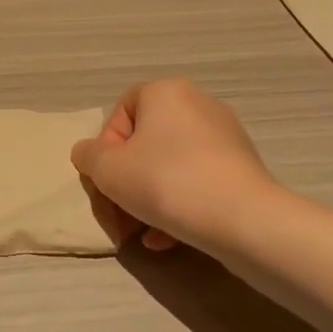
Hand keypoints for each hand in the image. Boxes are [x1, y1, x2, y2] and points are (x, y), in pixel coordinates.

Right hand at [71, 79, 278, 256]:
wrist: (243, 219)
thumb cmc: (166, 182)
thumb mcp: (108, 171)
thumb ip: (89, 157)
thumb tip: (88, 153)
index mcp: (166, 92)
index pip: (122, 109)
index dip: (107, 146)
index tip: (108, 178)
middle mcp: (198, 104)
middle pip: (148, 141)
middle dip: (129, 180)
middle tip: (120, 213)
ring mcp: (226, 136)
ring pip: (173, 165)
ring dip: (151, 198)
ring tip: (142, 233)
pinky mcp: (243, 167)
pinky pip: (199, 181)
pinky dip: (180, 205)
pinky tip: (167, 239)